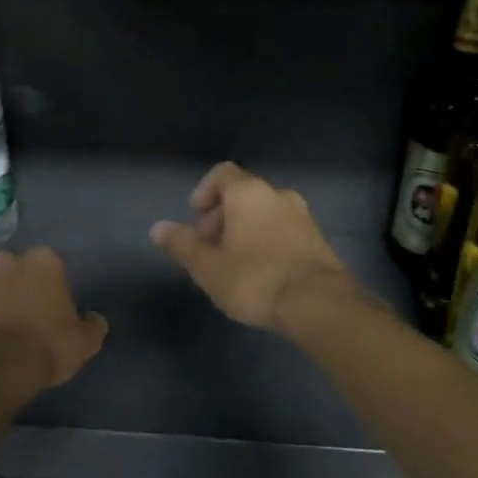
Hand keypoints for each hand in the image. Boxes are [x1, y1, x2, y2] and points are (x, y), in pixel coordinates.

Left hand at [0, 247, 108, 397]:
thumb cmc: (47, 348)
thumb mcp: (85, 342)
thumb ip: (92, 324)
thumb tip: (93, 318)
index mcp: (43, 262)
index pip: (50, 263)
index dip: (50, 284)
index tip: (50, 304)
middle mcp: (5, 260)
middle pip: (12, 268)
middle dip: (15, 284)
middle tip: (20, 314)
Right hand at [150, 162, 357, 332]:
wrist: (318, 304)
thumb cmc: (255, 279)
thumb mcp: (208, 267)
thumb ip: (182, 245)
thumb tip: (158, 228)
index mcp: (249, 193)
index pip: (222, 174)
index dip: (204, 192)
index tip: (195, 219)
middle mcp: (278, 195)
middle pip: (243, 194)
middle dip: (221, 216)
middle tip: (209, 247)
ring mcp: (303, 216)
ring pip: (264, 213)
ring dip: (244, 230)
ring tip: (232, 264)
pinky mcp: (318, 239)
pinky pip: (283, 229)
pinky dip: (266, 241)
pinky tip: (260, 273)